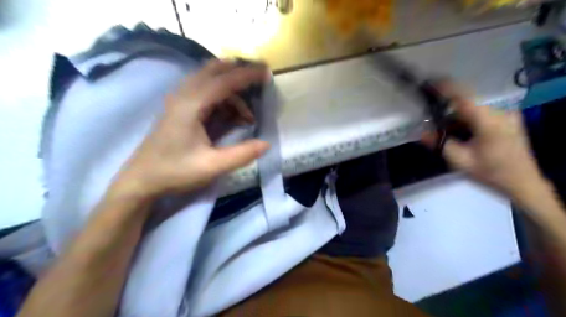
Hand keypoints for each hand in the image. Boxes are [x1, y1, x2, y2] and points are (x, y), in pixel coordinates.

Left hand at [111, 59, 270, 200]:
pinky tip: (232, 117)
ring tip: (247, 115)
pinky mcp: (179, 108)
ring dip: (231, 90)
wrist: (141, 180)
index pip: (224, 81)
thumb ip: (242, 154)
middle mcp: (184, 95)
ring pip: (210, 80)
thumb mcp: (212, 166)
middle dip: (239, 73)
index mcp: (191, 105)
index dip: (248, 75)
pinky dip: (223, 98)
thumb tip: (266, 144)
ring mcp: (179, 100)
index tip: (267, 73)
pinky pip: (205, 92)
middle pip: (214, 71)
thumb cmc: (175, 171)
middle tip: (260, 82)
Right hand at [419, 85, 543, 199]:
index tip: (431, 81)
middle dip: (448, 113)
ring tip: (451, 137)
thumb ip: (440, 145)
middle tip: (434, 126)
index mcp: (489, 122)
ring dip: (458, 120)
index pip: (464, 99)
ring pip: (473, 111)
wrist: (524, 184)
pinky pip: (482, 116)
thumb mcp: (461, 161)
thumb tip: (421, 133)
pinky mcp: (509, 121)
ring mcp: (507, 116)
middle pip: (467, 106)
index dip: (447, 89)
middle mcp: (500, 113)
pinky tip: (465, 137)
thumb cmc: (491, 173)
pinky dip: (468, 123)